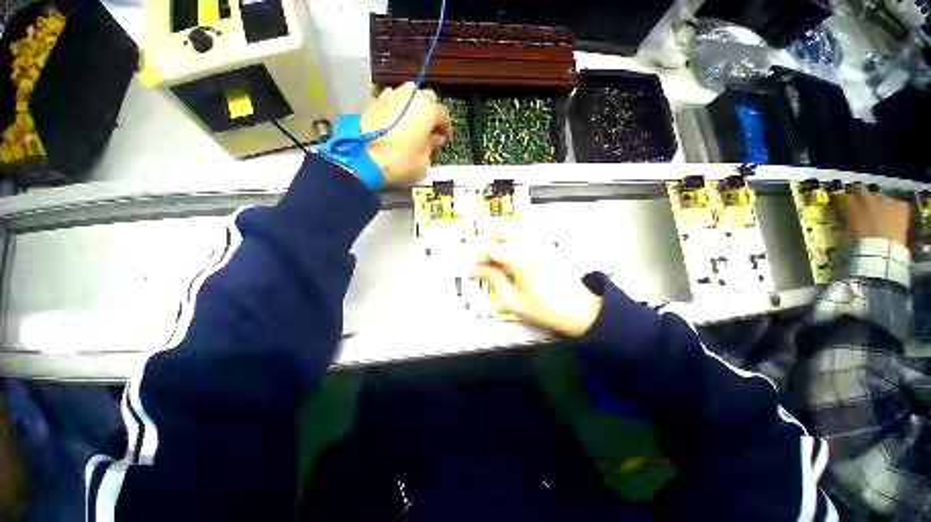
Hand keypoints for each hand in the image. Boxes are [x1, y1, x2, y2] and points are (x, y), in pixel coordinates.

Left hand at [362, 82, 452, 185]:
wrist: (362, 159)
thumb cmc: (400, 161)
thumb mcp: (423, 160)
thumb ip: (432, 145)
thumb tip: (436, 138)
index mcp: (427, 110)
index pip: (443, 115)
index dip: (447, 129)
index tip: (446, 140)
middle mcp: (410, 96)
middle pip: (427, 99)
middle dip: (431, 113)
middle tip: (431, 130)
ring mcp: (391, 95)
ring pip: (409, 95)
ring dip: (414, 108)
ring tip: (414, 124)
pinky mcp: (375, 100)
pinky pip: (393, 100)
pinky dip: (399, 108)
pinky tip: (397, 122)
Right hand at [470, 241, 602, 336]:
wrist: (578, 310)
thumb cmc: (545, 309)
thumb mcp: (513, 300)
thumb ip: (494, 280)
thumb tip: (477, 270)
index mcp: (520, 260)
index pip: (492, 248)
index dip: (478, 258)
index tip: (473, 270)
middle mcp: (529, 247)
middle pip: (502, 232)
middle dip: (489, 246)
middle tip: (485, 264)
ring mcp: (539, 246)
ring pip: (513, 233)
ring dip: (500, 245)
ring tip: (497, 265)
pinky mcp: (545, 249)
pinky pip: (523, 240)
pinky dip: (512, 246)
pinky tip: (512, 264)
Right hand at [844, 185, 909, 246]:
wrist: (881, 249)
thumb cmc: (859, 243)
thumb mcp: (847, 231)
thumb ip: (848, 219)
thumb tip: (849, 215)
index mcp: (851, 205)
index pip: (848, 197)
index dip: (850, 201)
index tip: (850, 206)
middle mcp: (867, 198)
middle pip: (862, 190)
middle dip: (862, 196)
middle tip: (865, 206)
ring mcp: (886, 200)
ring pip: (881, 199)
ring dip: (880, 205)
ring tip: (882, 217)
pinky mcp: (900, 205)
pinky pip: (898, 204)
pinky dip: (895, 210)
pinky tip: (895, 220)